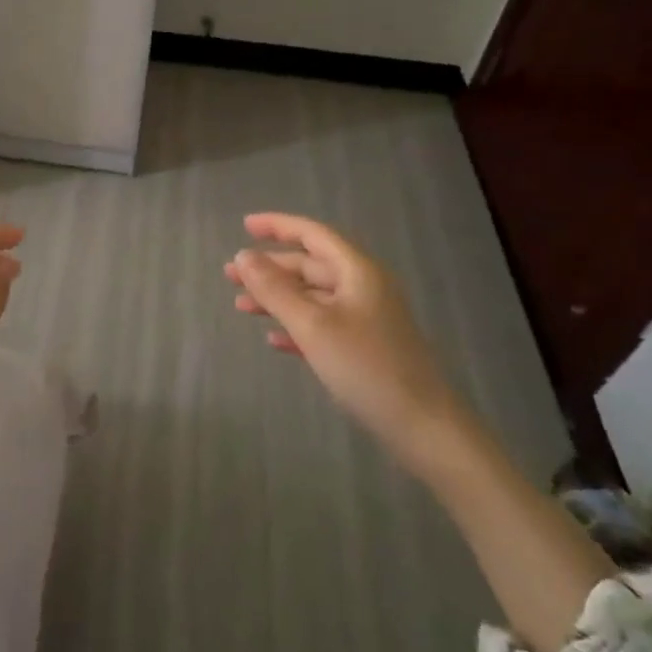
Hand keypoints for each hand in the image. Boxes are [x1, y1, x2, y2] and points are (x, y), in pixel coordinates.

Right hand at [225, 212, 460, 457]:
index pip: (313, 234)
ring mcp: (365, 319)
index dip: (278, 226)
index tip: (244, 225)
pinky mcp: (364, 349)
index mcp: (357, 272)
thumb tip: (243, 255)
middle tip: (230, 275)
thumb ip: (275, 289)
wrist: (422, 426)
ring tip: (241, 306)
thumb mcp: (313, 325)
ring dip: (278, 299)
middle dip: (270, 268)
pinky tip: (273, 340)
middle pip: (310, 266)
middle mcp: (363, 288)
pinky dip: (296, 328)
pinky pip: (322, 326)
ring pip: (313, 298)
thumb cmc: (366, 367)